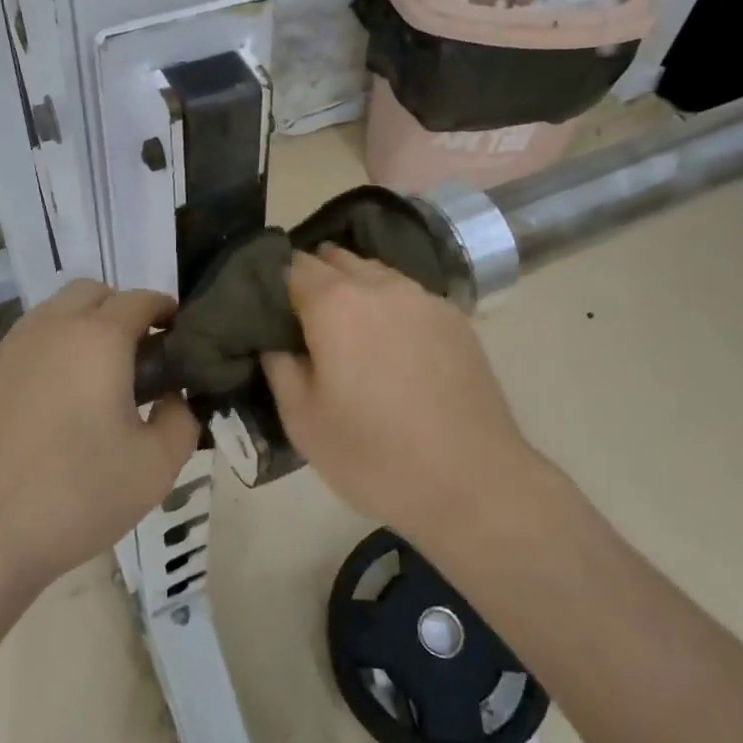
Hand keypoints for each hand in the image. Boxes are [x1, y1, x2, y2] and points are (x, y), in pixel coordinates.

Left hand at [0, 280, 200, 590]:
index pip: (139, 300)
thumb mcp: (156, 467)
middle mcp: (48, 329)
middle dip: (119, 310)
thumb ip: (182, 420)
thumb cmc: (75, 496)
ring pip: (51, 315)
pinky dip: (45, 355)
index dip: (164, 309)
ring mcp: (5, 351)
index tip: (177, 334)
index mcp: (97, 339)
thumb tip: (174, 398)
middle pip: (90, 293)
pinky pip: (21, 347)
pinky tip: (49, 407)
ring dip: (79, 328)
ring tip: (92, 381)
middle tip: (137, 355)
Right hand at [262, 248, 536, 547]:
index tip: (269, 312)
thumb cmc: (375, 455)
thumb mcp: (303, 421)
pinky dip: (391, 307)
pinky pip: (409, 296)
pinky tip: (393, 347)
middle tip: (305, 323)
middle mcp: (380, 285)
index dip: (275, 284)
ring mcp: (423, 297)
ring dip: (355, 289)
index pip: (292, 266)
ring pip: (376, 274)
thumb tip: (275, 340)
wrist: (473, 482)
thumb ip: (280, 367)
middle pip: (336, 260)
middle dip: (315, 279)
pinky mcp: (455, 318)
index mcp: (335, 303)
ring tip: (350, 333)